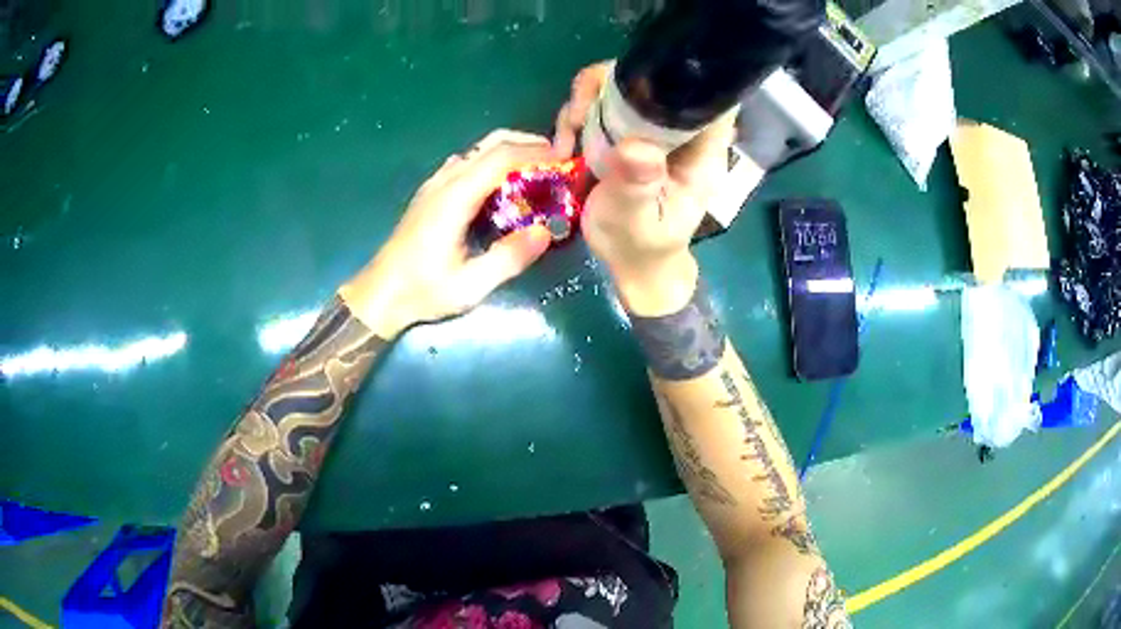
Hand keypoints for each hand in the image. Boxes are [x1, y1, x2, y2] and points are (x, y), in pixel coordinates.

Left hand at [339, 130, 557, 337]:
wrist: (379, 294)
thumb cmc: (422, 291)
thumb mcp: (469, 286)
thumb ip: (508, 258)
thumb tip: (546, 231)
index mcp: (454, 198)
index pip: (500, 158)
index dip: (535, 153)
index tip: (564, 159)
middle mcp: (444, 182)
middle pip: (489, 144)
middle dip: (526, 143)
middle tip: (557, 159)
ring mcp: (435, 184)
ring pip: (477, 150)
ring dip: (510, 150)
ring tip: (536, 168)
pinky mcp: (431, 193)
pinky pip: (466, 163)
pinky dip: (492, 161)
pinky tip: (503, 184)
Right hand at [553, 63, 736, 315]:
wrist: (631, 261)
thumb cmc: (642, 246)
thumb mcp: (637, 221)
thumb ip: (638, 184)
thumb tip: (636, 146)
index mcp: (701, 151)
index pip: (708, 97)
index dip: (680, 75)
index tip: (636, 82)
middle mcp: (680, 131)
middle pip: (657, 77)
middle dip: (614, 84)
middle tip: (579, 116)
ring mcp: (651, 128)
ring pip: (625, 85)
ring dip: (588, 98)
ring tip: (568, 135)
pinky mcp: (627, 131)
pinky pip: (603, 103)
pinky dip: (579, 112)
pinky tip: (565, 142)